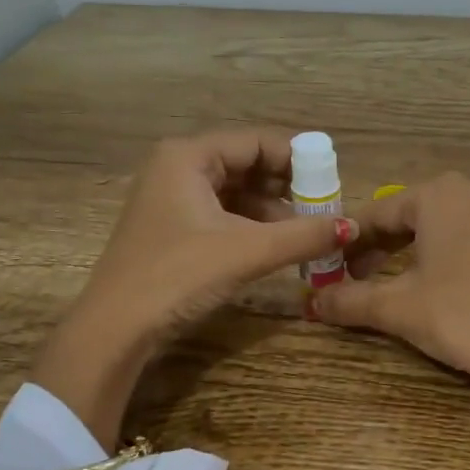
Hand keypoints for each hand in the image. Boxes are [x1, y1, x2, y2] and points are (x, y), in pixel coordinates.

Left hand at [34, 128, 356, 446]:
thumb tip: (353, 228)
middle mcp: (177, 167)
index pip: (256, 141)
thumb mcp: (247, 252)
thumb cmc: (178, 276)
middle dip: (288, 185)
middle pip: (246, 163)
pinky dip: (252, 225)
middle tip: (326, 207)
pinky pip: (223, 213)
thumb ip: (303, 235)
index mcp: (188, 156)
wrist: (116, 329)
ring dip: (273, 209)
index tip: (334, 181)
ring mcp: (171, 197)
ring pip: (236, 191)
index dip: (299, 158)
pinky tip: (278, 244)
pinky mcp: (172, 226)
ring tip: (309, 230)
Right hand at [312, 174, 469, 448]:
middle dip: (382, 245)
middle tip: (360, 276)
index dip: (350, 241)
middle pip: (413, 215)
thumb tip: (310, 302)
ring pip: (445, 224)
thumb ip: (348, 299)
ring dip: (417, 248)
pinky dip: (452, 253)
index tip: (332, 266)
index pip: (378, 214)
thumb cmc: (456, 315)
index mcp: (438, 195)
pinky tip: (445, 282)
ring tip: (399, 281)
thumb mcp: (395, 307)